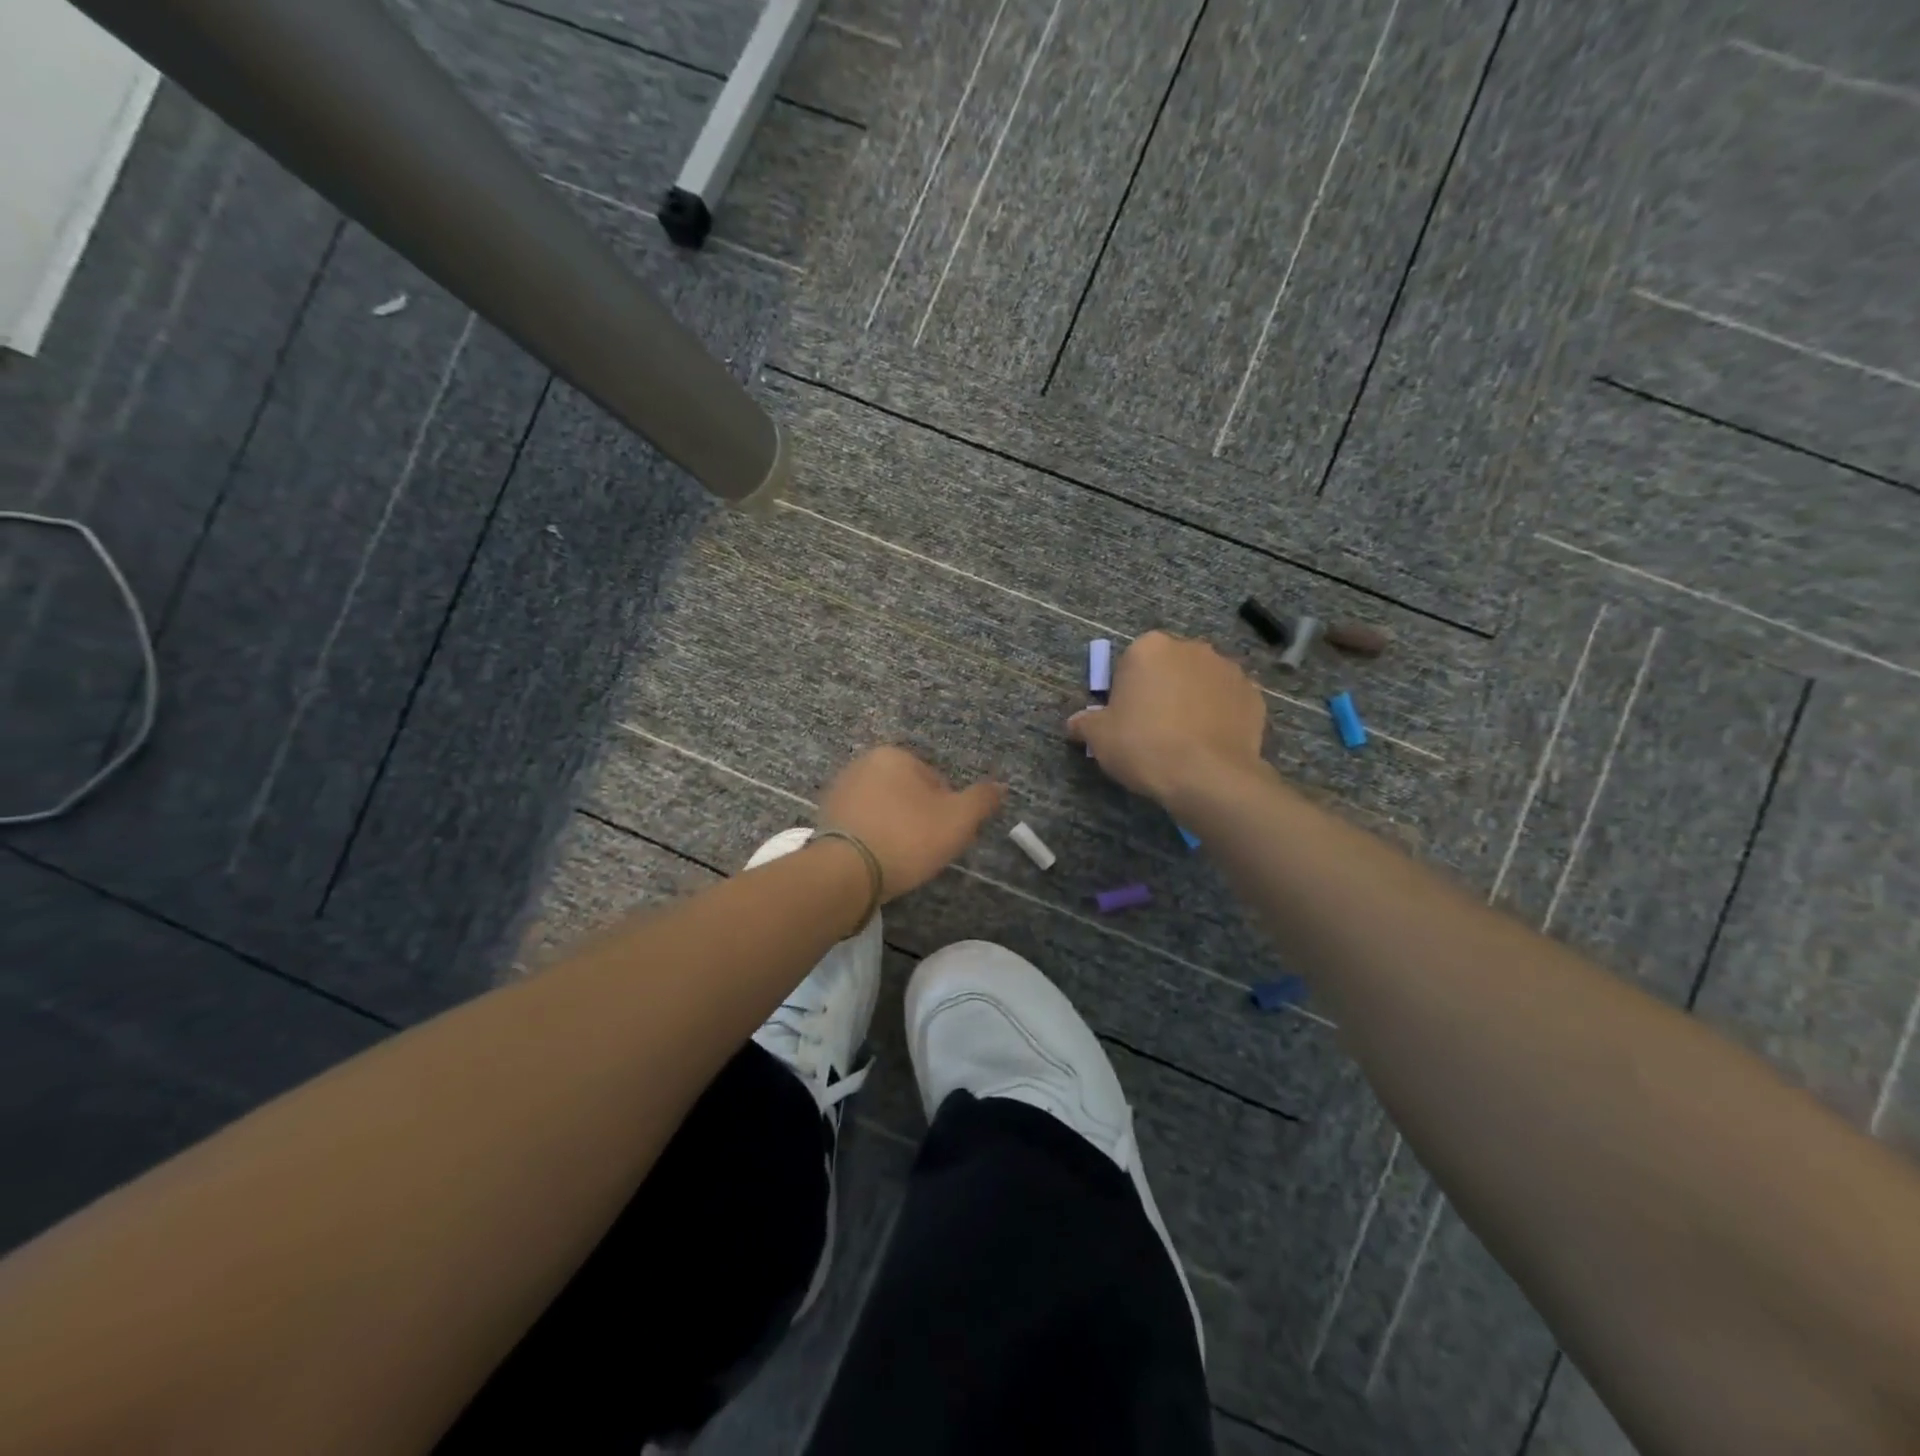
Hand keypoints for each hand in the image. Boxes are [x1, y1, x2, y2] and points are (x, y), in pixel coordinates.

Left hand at [818, 747, 1004, 900]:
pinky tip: (878, 861)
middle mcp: (862, 763)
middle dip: (920, 818)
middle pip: (908, 793)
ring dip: (896, 828)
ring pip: (885, 809)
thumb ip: (982, 800)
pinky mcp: (825, 818)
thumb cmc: (907, 838)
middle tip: (926, 850)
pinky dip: (873, 839)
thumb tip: (1000, 786)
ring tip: (902, 859)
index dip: (948, 811)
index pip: (936, 781)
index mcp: (893, 755)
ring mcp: (840, 790)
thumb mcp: (958, 819)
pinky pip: (862, 826)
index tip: (946, 837)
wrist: (845, 873)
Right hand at [1068, 631, 1267, 804]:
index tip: (1125, 719)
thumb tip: (1075, 722)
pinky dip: (1220, 715)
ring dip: (1193, 700)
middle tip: (1153, 728)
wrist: (1207, 776)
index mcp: (1149, 648)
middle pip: (1169, 667)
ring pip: (1201, 682)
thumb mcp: (1099, 738)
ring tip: (1185, 739)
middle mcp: (1191, 648)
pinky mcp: (1254, 695)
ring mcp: (1228, 670)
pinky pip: (1228, 702)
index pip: (1130, 663)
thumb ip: (1085, 723)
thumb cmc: (1144, 746)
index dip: (1125, 691)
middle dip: (1162, 689)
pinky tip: (1209, 743)